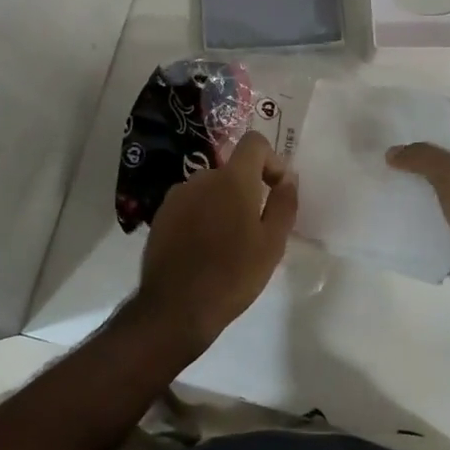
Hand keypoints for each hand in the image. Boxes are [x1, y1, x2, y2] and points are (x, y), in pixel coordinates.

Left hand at [134, 132, 298, 354]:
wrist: (176, 307)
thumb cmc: (233, 274)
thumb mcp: (272, 244)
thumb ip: (284, 203)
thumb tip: (288, 178)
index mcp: (232, 179)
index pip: (254, 142)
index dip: (270, 159)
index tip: (275, 189)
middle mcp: (202, 177)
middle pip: (231, 171)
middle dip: (246, 191)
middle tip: (254, 230)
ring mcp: (177, 195)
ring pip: (210, 189)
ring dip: (222, 206)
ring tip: (227, 245)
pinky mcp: (161, 215)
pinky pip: (190, 205)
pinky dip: (201, 217)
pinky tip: (203, 250)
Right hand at [386, 137, 449, 313]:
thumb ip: (422, 158)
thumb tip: (393, 152)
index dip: (428, 143)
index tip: (400, 148)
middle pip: (449, 172)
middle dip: (421, 174)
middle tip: (390, 173)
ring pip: (446, 202)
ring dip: (423, 204)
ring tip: (390, 198)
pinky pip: (447, 230)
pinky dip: (430, 230)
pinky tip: (405, 226)